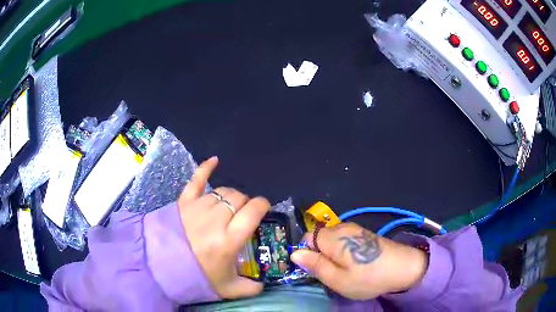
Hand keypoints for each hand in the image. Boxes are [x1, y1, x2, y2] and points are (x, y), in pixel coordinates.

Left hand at [177, 157, 270, 298]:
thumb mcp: (227, 288)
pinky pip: (197, 179)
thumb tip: (263, 286)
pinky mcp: (184, 201)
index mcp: (229, 239)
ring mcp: (199, 207)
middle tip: (242, 215)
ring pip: (223, 191)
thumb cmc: (196, 276)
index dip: (262, 206)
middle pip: (239, 198)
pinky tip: (215, 160)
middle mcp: (216, 219)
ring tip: (228, 206)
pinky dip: (206, 168)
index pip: (253, 211)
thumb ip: (250, 288)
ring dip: (230, 196)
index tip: (263, 209)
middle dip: (246, 203)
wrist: (160, 266)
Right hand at [290, 223, 427, 299]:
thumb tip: (294, 254)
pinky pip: (343, 241)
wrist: (404, 267)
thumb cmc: (368, 277)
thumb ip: (315, 265)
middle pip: (318, 238)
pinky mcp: (364, 234)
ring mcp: (355, 229)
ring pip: (331, 240)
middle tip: (330, 274)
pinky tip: (355, 264)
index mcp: (333, 237)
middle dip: (319, 255)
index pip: (306, 238)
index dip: (305, 254)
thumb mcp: (337, 279)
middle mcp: (342, 227)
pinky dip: (342, 252)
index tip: (314, 270)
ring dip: (331, 255)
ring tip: (344, 271)